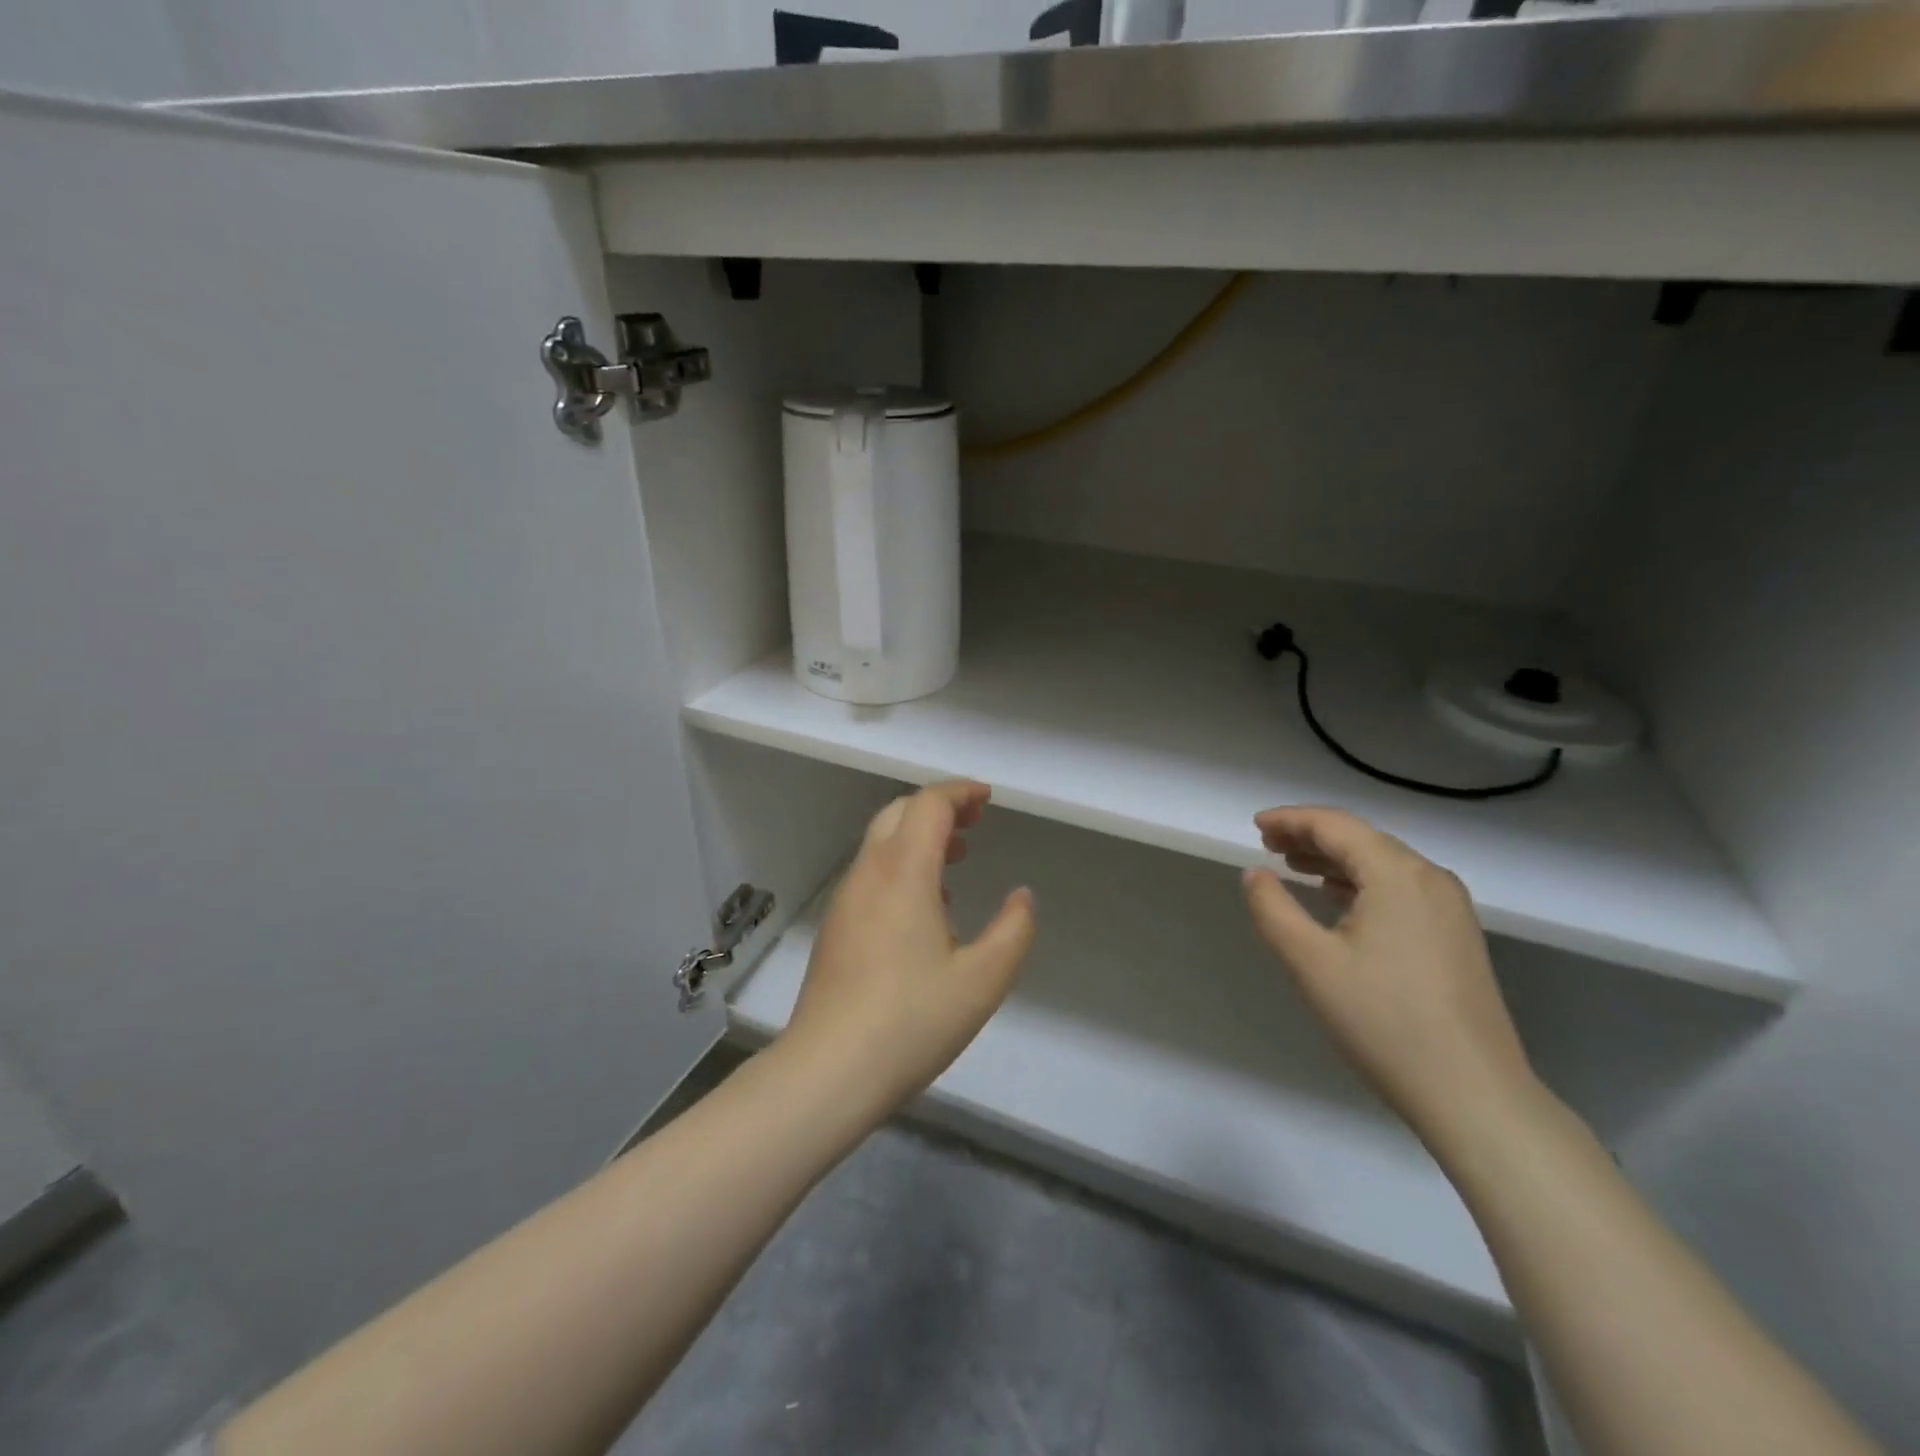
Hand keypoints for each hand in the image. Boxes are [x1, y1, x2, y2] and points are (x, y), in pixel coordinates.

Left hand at [780, 780, 1035, 1125]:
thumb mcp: (983, 980)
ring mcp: (846, 899)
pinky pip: (871, 872)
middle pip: (899, 812)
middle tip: (975, 823)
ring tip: (957, 858)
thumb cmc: (912, 1021)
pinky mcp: (835, 926)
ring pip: (881, 842)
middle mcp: (869, 873)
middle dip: (939, 807)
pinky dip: (902, 864)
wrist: (829, 1069)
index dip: (960, 792)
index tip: (987, 799)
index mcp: (904, 873)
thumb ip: (1014, 930)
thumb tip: (1022, 896)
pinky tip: (927, 906)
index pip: (929, 804)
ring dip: (919, 836)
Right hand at [1241, 806, 1541, 1150]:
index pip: (1335, 825)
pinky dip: (1361, 882)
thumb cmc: (1383, 1021)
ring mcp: (1450, 907)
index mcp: (1397, 874)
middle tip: (1267, 844)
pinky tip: (1338, 898)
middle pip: (1361, 839)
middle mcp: (1430, 878)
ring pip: (1382, 863)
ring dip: (1335, 859)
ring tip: (1293, 866)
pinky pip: (1400, 888)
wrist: (1472, 1093)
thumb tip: (1255, 873)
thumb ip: (1273, 908)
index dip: (1291, 819)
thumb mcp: (1310, 962)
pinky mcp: (1457, 935)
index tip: (1255, 825)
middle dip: (1311, 836)